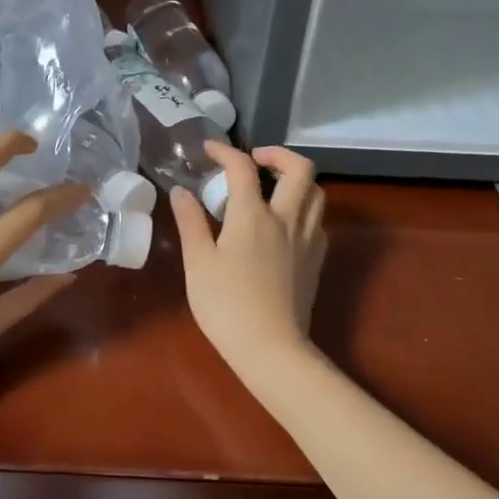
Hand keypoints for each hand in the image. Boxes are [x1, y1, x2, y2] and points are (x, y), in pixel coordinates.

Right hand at [170, 142, 326, 375]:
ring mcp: (307, 239)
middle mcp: (286, 219)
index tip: (208, 150)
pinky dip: (302, 208)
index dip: (225, 151)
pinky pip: (317, 220)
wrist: (271, 348)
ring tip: (270, 188)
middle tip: (254, 161)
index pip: (242, 168)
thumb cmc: (225, 305)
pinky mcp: (316, 260)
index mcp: (253, 216)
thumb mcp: (197, 262)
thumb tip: (182, 190)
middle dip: (277, 154)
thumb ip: (190, 222)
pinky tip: (283, 224)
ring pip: (316, 193)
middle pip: (300, 168)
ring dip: (295, 180)